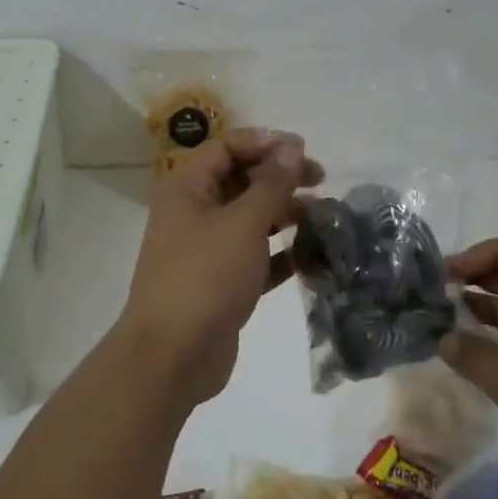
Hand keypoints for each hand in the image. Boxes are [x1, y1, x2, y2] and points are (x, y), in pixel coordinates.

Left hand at [117, 129, 323, 409]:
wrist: (173, 355)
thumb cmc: (205, 275)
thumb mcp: (243, 222)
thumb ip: (271, 183)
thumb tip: (292, 145)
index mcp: (187, 187)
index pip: (227, 148)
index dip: (265, 143)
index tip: (302, 151)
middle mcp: (194, 212)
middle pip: (241, 181)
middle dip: (280, 178)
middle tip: (321, 182)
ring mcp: (206, 249)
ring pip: (250, 219)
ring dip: (285, 214)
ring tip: (324, 217)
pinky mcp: (221, 283)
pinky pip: (256, 256)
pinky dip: (282, 252)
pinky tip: (314, 254)